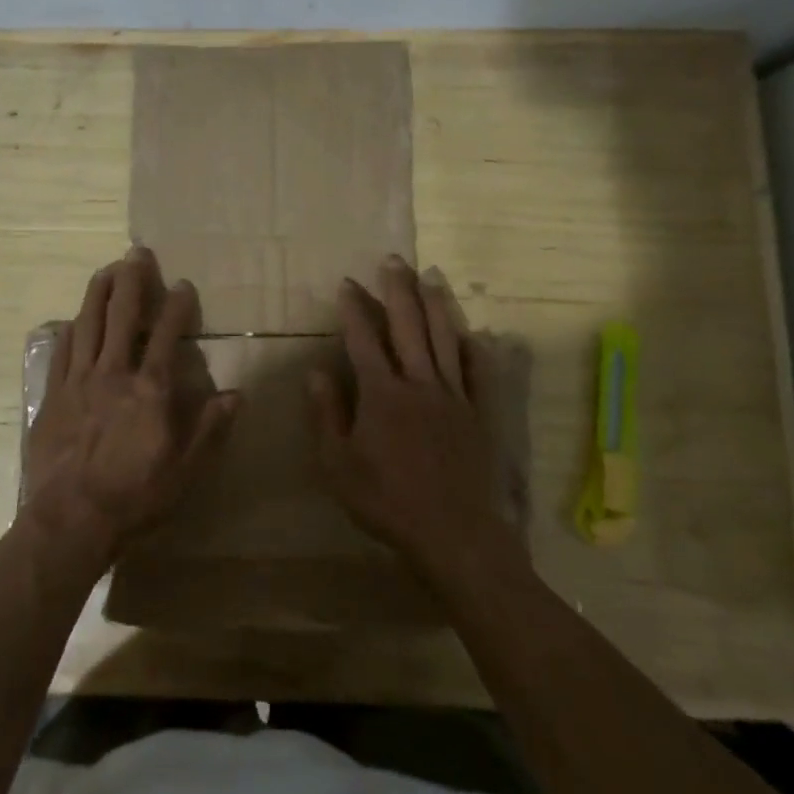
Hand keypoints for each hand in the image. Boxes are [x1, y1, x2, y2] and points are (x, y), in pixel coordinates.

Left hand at [23, 247, 238, 571]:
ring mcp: (79, 381)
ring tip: (107, 269)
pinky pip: (61, 352)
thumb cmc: (135, 497)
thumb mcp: (185, 471)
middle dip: (132, 281)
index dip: (177, 306)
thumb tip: (237, 396)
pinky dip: (69, 329)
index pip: (166, 335)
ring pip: (88, 324)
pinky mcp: (53, 395)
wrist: (71, 519)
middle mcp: (114, 373)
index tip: (183, 284)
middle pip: (122, 316)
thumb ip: (210, 429)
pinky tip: (73, 318)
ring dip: (98, 293)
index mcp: (150, 389)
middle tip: (137, 253)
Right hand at [309, 256, 517, 582]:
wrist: (453, 533)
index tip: (347, 282)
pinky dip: (473, 348)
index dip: (354, 309)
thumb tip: (315, 371)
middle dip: (398, 290)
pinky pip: (477, 372)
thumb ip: (326, 414)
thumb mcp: (338, 464)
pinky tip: (472, 332)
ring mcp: (453, 396)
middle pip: (408, 326)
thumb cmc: (386, 500)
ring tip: (430, 275)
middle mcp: (419, 383)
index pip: (364, 339)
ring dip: (435, 304)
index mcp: (382, 393)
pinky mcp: (478, 413)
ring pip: (444, 338)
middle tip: (393, 260)